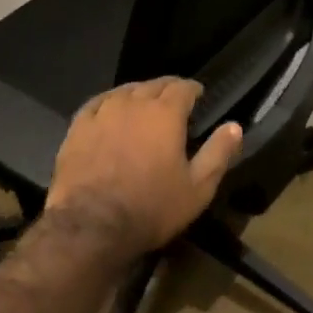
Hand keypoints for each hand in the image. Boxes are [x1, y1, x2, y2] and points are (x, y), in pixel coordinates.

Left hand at [45, 78, 242, 257]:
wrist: (90, 228)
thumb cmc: (151, 208)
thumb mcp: (198, 188)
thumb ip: (218, 153)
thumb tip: (235, 126)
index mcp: (166, 113)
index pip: (183, 87)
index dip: (193, 89)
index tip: (199, 96)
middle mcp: (134, 103)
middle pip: (154, 84)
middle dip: (168, 89)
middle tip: (175, 102)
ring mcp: (102, 113)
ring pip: (125, 91)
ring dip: (139, 93)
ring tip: (144, 105)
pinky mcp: (77, 128)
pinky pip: (96, 103)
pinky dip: (108, 102)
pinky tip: (110, 109)